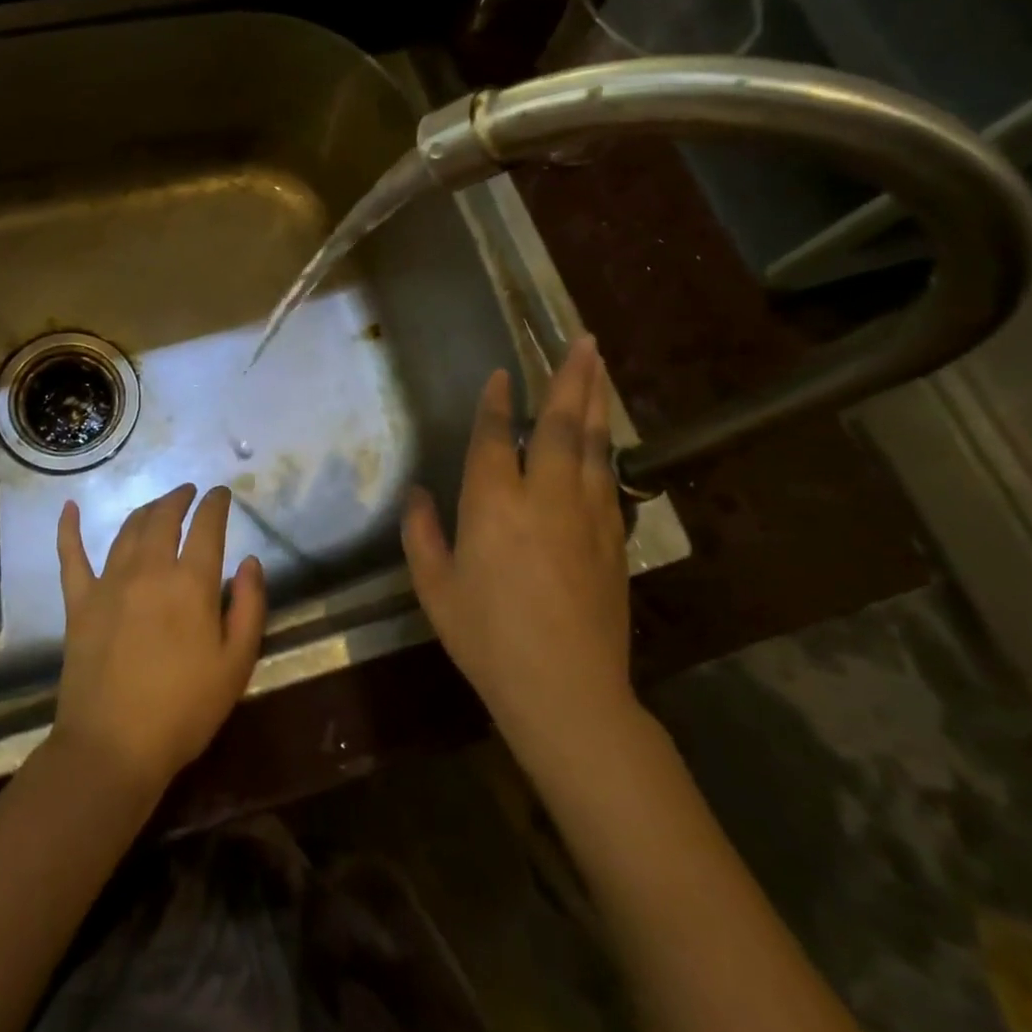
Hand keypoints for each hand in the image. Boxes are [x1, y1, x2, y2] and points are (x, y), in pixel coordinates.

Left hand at [53, 484, 266, 797]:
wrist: (113, 747)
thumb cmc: (184, 710)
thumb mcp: (236, 665)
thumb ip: (248, 607)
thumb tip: (250, 561)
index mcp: (190, 583)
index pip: (206, 526)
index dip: (215, 504)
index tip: (221, 494)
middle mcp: (149, 570)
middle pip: (164, 518)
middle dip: (179, 498)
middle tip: (189, 492)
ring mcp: (109, 583)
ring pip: (127, 529)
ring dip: (146, 510)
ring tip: (157, 505)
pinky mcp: (78, 602)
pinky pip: (71, 556)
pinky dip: (69, 529)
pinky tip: (69, 508)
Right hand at [401, 337, 634, 757]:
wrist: (567, 691)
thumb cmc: (488, 639)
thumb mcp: (435, 588)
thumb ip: (422, 534)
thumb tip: (418, 494)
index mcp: (494, 504)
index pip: (497, 437)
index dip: (497, 403)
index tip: (501, 375)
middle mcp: (544, 497)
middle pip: (560, 425)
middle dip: (569, 378)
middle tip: (582, 339)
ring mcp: (586, 515)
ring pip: (594, 445)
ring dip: (594, 401)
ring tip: (599, 366)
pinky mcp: (613, 539)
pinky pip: (610, 478)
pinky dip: (607, 447)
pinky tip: (607, 435)